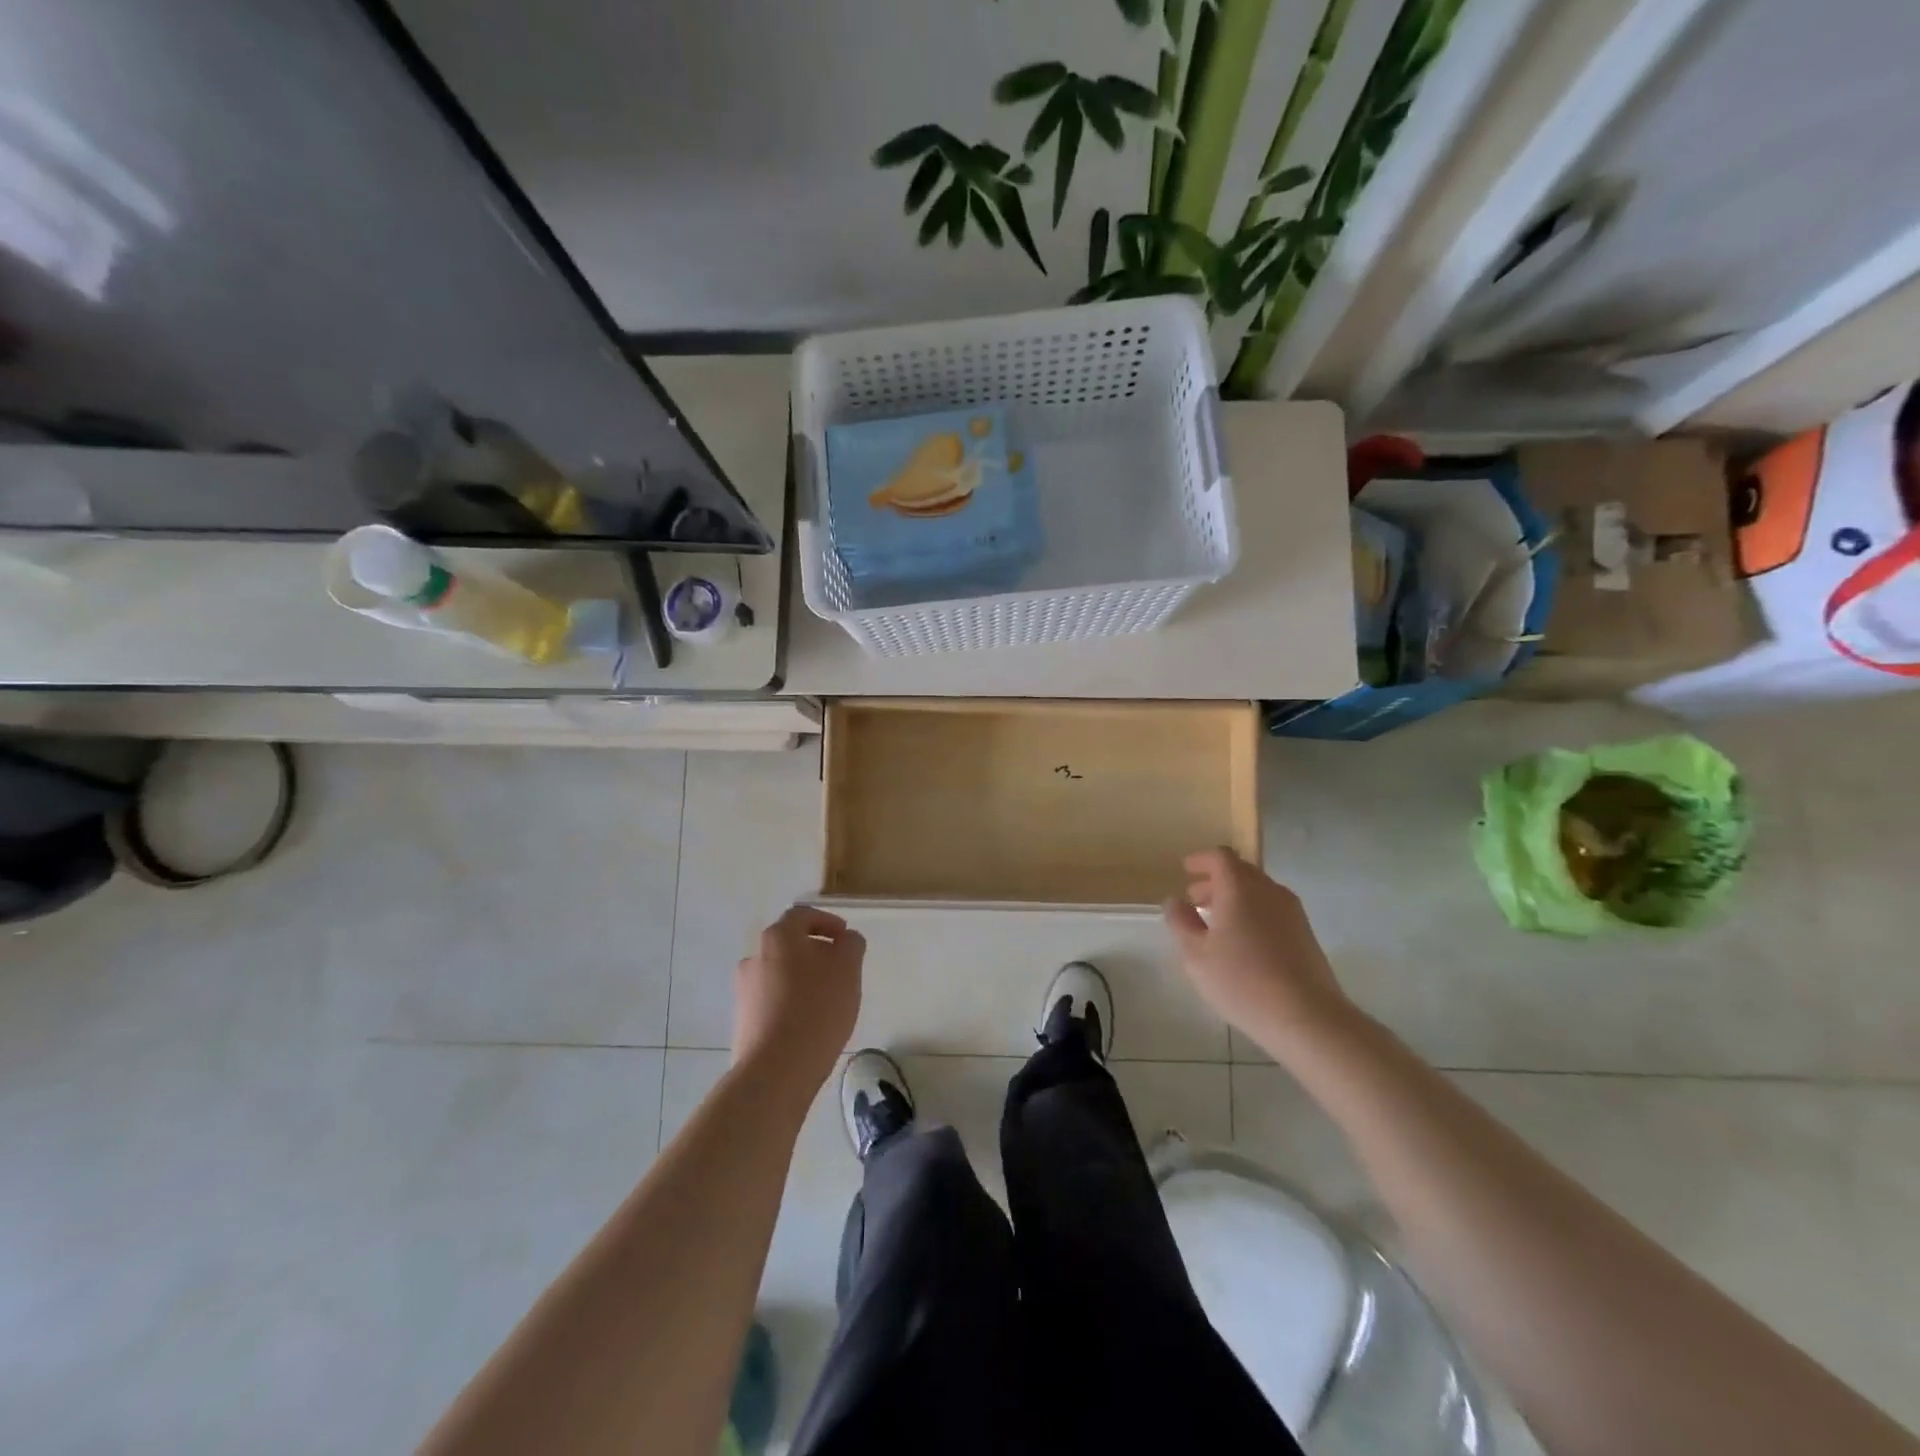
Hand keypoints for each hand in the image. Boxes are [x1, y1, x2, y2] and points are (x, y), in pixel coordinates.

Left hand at [733, 906, 865, 1098]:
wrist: (776, 1069)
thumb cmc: (817, 1008)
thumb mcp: (848, 968)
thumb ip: (850, 944)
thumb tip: (844, 940)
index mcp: (779, 937)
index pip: (802, 915)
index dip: (826, 921)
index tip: (844, 938)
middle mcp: (755, 957)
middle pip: (789, 945)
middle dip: (816, 953)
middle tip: (840, 970)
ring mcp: (745, 990)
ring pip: (780, 973)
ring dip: (803, 979)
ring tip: (827, 1001)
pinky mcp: (743, 1020)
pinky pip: (772, 1001)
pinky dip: (791, 1003)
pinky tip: (809, 1024)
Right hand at [1164, 847, 1355, 1055]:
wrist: (1307, 1017)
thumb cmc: (1242, 981)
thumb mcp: (1196, 954)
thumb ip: (1181, 922)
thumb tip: (1175, 901)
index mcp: (1240, 888)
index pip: (1220, 857)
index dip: (1201, 860)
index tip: (1186, 870)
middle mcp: (1269, 891)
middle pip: (1241, 872)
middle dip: (1215, 880)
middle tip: (1194, 898)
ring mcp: (1292, 912)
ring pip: (1258, 892)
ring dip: (1234, 898)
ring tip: (1215, 922)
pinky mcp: (1305, 934)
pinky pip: (1272, 910)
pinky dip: (1252, 913)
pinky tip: (1242, 942)